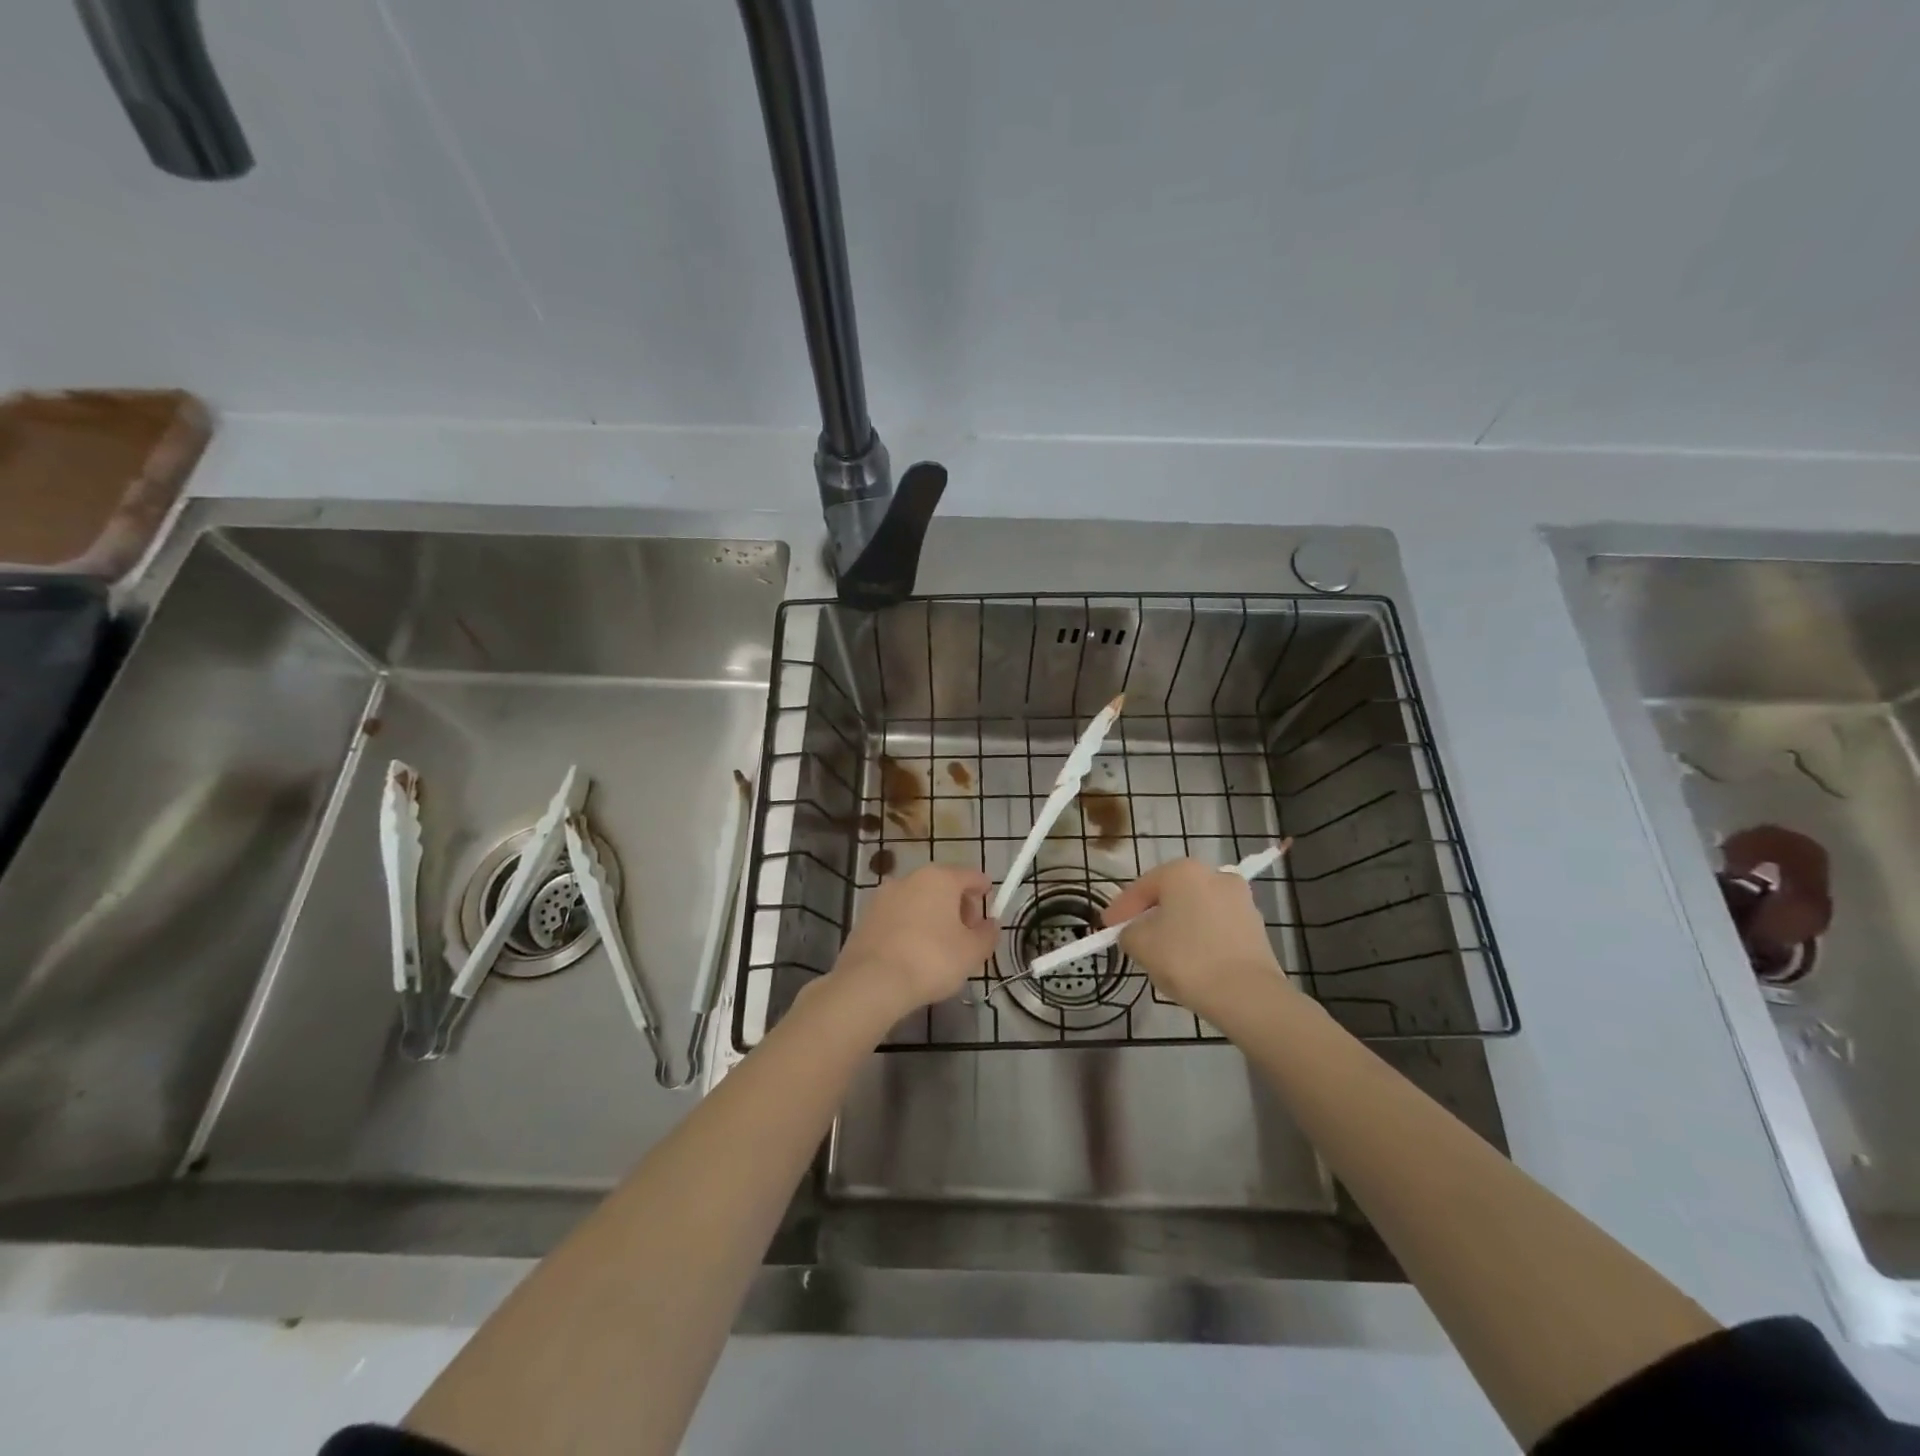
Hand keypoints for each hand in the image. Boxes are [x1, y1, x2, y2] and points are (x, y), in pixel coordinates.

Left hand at [830, 864, 998, 1023]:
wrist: (872, 982)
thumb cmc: (932, 960)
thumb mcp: (972, 952)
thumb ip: (987, 934)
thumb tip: (990, 924)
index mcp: (940, 878)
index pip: (970, 875)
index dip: (983, 888)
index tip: (990, 902)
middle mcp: (910, 878)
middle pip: (943, 885)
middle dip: (958, 904)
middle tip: (967, 932)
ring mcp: (883, 896)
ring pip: (918, 899)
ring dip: (932, 915)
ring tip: (940, 945)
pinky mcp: (866, 917)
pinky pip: (898, 916)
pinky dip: (910, 926)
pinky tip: (914, 951)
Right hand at [1104, 859, 1292, 1031]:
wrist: (1248, 996)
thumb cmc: (1186, 960)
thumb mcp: (1140, 944)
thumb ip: (1128, 931)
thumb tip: (1135, 932)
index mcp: (1183, 871)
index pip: (1141, 888)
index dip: (1120, 909)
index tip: (1106, 928)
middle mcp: (1214, 874)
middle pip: (1171, 895)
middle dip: (1151, 914)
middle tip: (1134, 937)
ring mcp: (1240, 899)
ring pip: (1195, 910)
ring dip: (1177, 926)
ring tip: (1163, 952)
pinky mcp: (1256, 925)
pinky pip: (1216, 927)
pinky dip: (1200, 938)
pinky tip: (1191, 960)